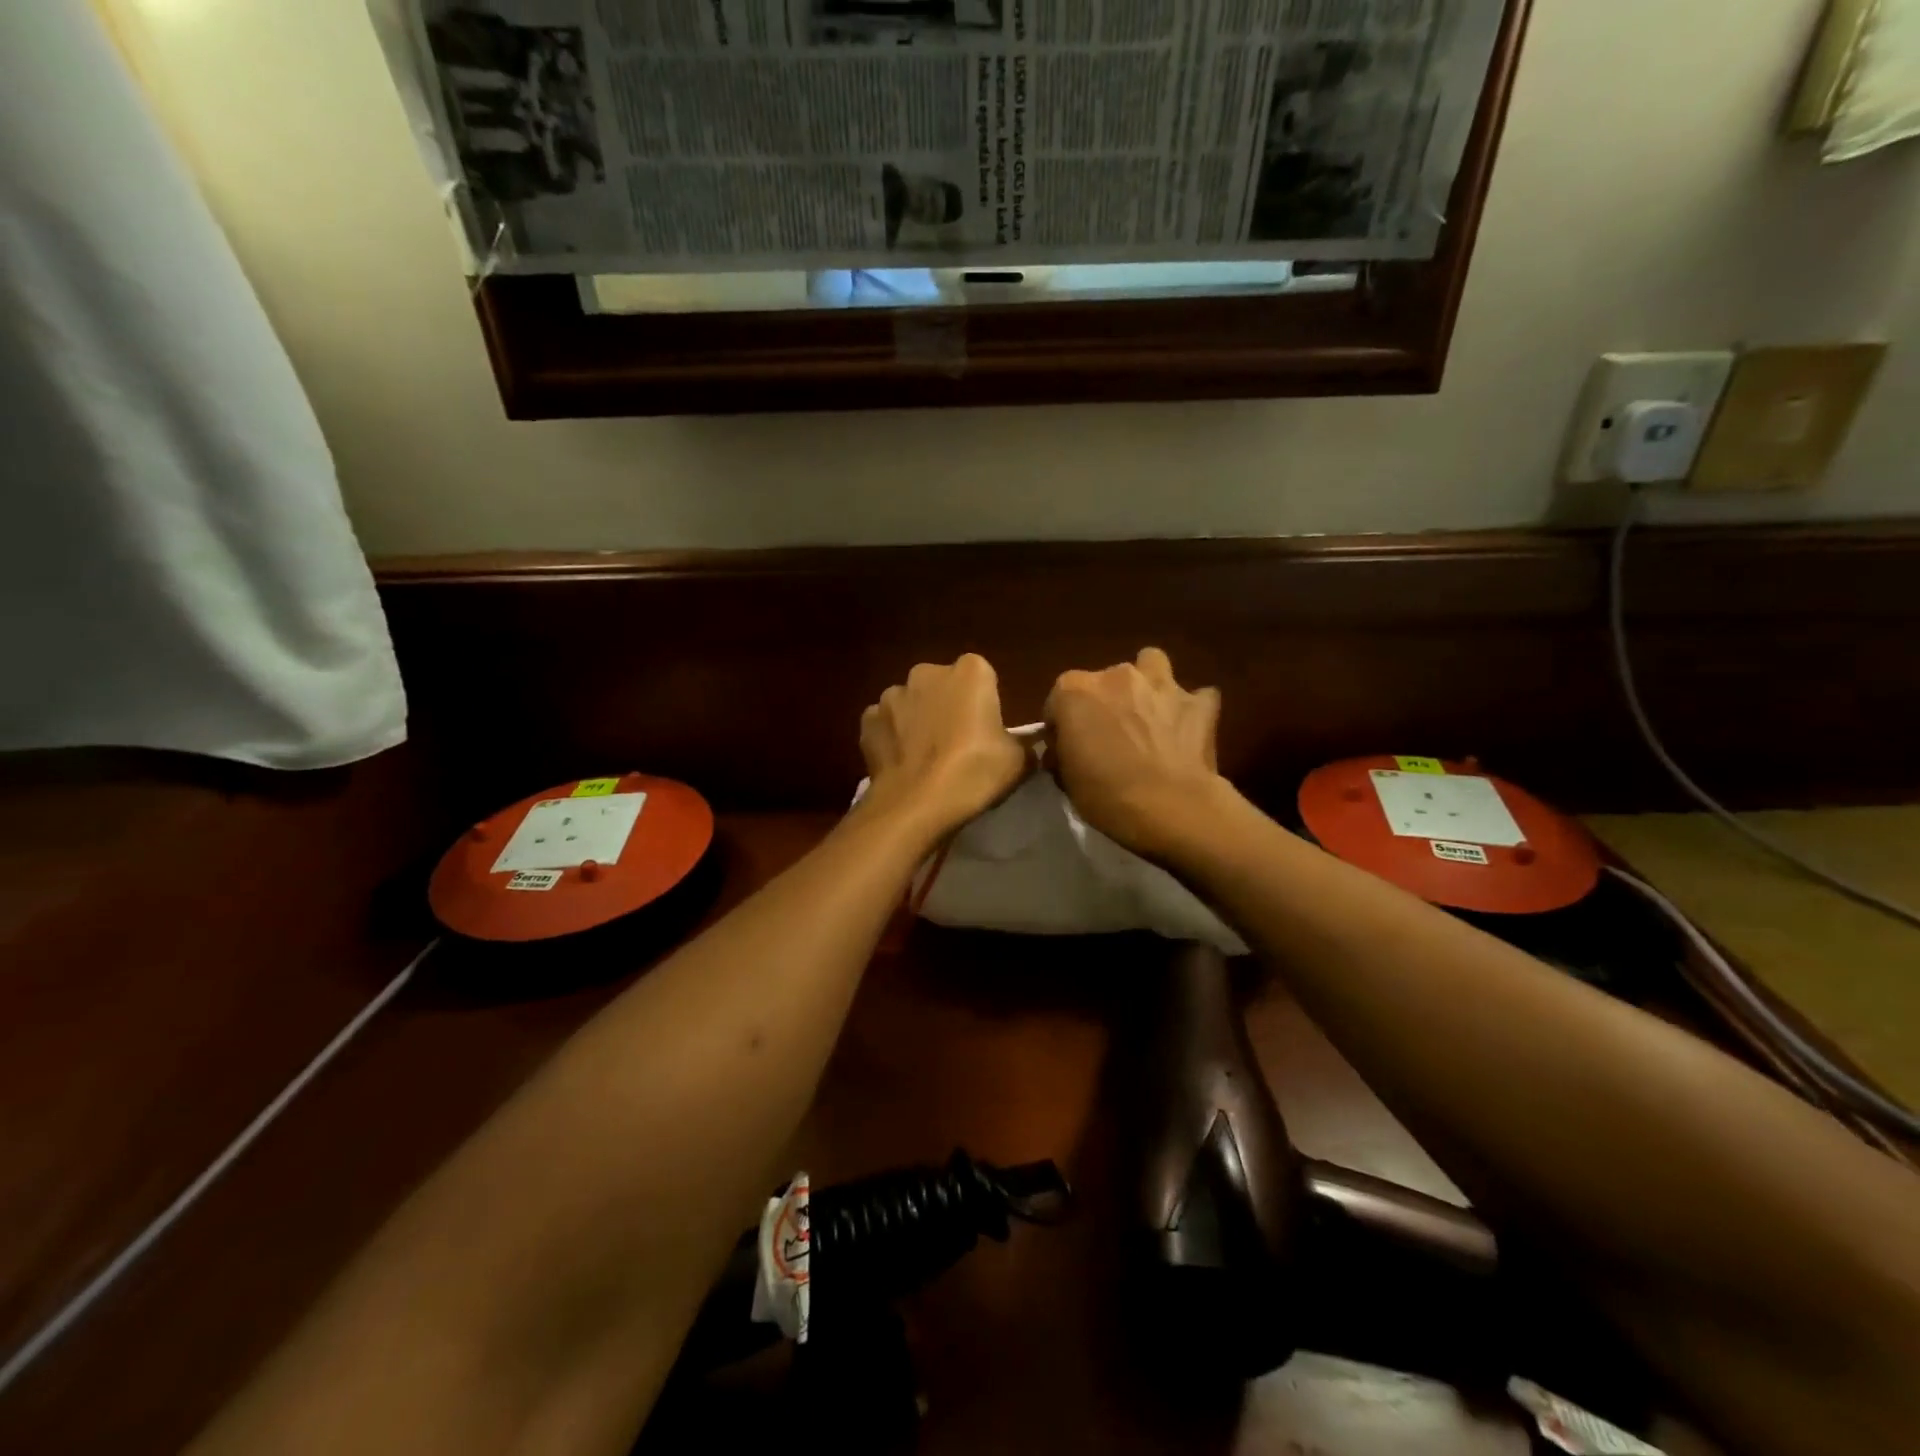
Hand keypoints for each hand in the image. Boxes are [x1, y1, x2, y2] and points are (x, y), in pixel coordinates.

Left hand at [859, 655, 1029, 839]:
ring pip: (911, 704)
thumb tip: (1021, 743)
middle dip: (948, 706)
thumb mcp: (1019, 760)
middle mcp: (927, 673)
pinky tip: (902, 764)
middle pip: (942, 686)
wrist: (916, 804)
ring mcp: (892, 695)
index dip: (984, 703)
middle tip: (958, 744)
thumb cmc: (974, 773)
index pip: (982, 677)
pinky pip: (885, 725)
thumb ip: (1022, 742)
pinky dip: (892, 738)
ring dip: (917, 721)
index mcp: (970, 672)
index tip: (986, 730)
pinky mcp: (867, 721)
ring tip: (926, 758)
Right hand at [1045, 647, 1226, 857]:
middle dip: (1106, 702)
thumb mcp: (1066, 779)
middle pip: (1104, 680)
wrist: (1168, 806)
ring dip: (1148, 684)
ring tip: (1148, 713)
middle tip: (1111, 736)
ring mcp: (1161, 685)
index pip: (1058, 700)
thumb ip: (1063, 752)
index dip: (1062, 725)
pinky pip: (1197, 697)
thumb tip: (1064, 749)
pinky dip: (1191, 710)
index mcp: (1074, 691)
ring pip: (1152, 663)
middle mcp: (1116, 676)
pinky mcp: (1198, 703)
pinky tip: (1187, 730)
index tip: (1069, 749)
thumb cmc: (1104, 794)